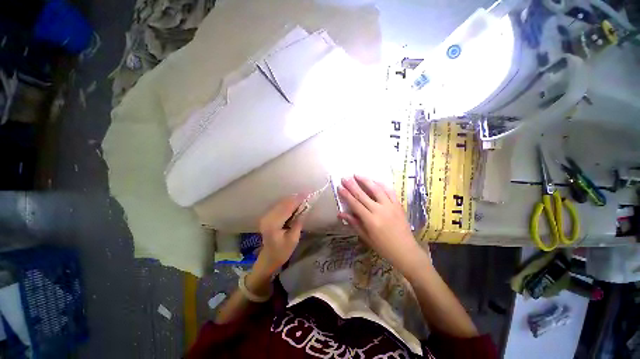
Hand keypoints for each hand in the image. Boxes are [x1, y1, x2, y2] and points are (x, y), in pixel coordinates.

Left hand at [255, 194, 306, 275]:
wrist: (268, 258)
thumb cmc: (282, 252)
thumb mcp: (293, 239)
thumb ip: (298, 223)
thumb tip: (305, 209)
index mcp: (273, 224)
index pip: (287, 208)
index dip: (297, 200)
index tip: (307, 194)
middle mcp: (267, 217)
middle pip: (283, 203)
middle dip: (295, 198)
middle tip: (307, 195)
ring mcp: (265, 216)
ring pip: (280, 203)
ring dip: (291, 200)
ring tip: (302, 198)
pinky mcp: (267, 216)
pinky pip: (278, 206)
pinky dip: (287, 203)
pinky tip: (294, 203)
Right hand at [338, 175, 428, 274]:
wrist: (406, 251)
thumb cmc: (383, 247)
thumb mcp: (366, 237)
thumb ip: (354, 223)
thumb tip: (340, 214)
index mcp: (370, 220)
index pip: (355, 204)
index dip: (346, 195)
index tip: (339, 187)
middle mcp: (380, 210)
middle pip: (363, 194)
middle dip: (352, 185)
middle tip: (344, 177)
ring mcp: (390, 206)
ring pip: (376, 189)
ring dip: (366, 181)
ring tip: (357, 175)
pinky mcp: (398, 205)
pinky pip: (389, 191)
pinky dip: (381, 184)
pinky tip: (374, 180)